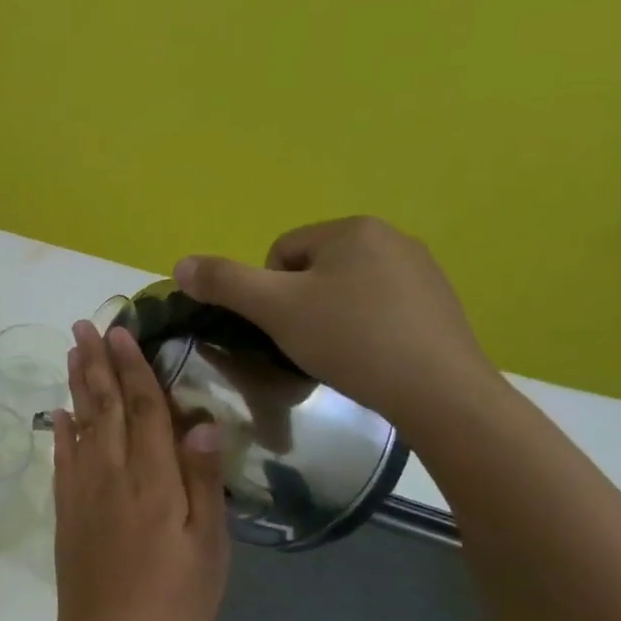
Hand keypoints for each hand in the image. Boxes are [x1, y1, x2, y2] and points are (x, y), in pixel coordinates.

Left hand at [49, 321, 230, 620]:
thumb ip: (204, 482)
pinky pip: (61, 460)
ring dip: (77, 385)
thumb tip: (202, 422)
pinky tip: (58, 413)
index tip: (122, 332)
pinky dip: (60, 431)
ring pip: (80, 425)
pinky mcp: (66, 512)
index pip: (144, 409)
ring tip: (72, 352)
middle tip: (85, 325)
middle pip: (105, 407)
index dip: (134, 368)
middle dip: (97, 363)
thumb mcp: (209, 549)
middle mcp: (113, 475)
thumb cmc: (173, 603)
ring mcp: (83, 492)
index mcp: (154, 480)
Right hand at [173, 217, 500, 436]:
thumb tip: (180, 264)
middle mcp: (392, 237)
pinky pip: (380, 309)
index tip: (282, 328)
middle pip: (313, 271)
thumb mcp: (275, 309)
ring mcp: (422, 271)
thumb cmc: (350, 340)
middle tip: (306, 345)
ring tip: (337, 356)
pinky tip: (370, 359)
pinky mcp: (440, 305)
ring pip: (346, 292)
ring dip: (330, 320)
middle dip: (301, 307)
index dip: (269, 294)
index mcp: (352, 229)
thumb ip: (224, 283)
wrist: (438, 391)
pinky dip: (365, 331)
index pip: (281, 253)